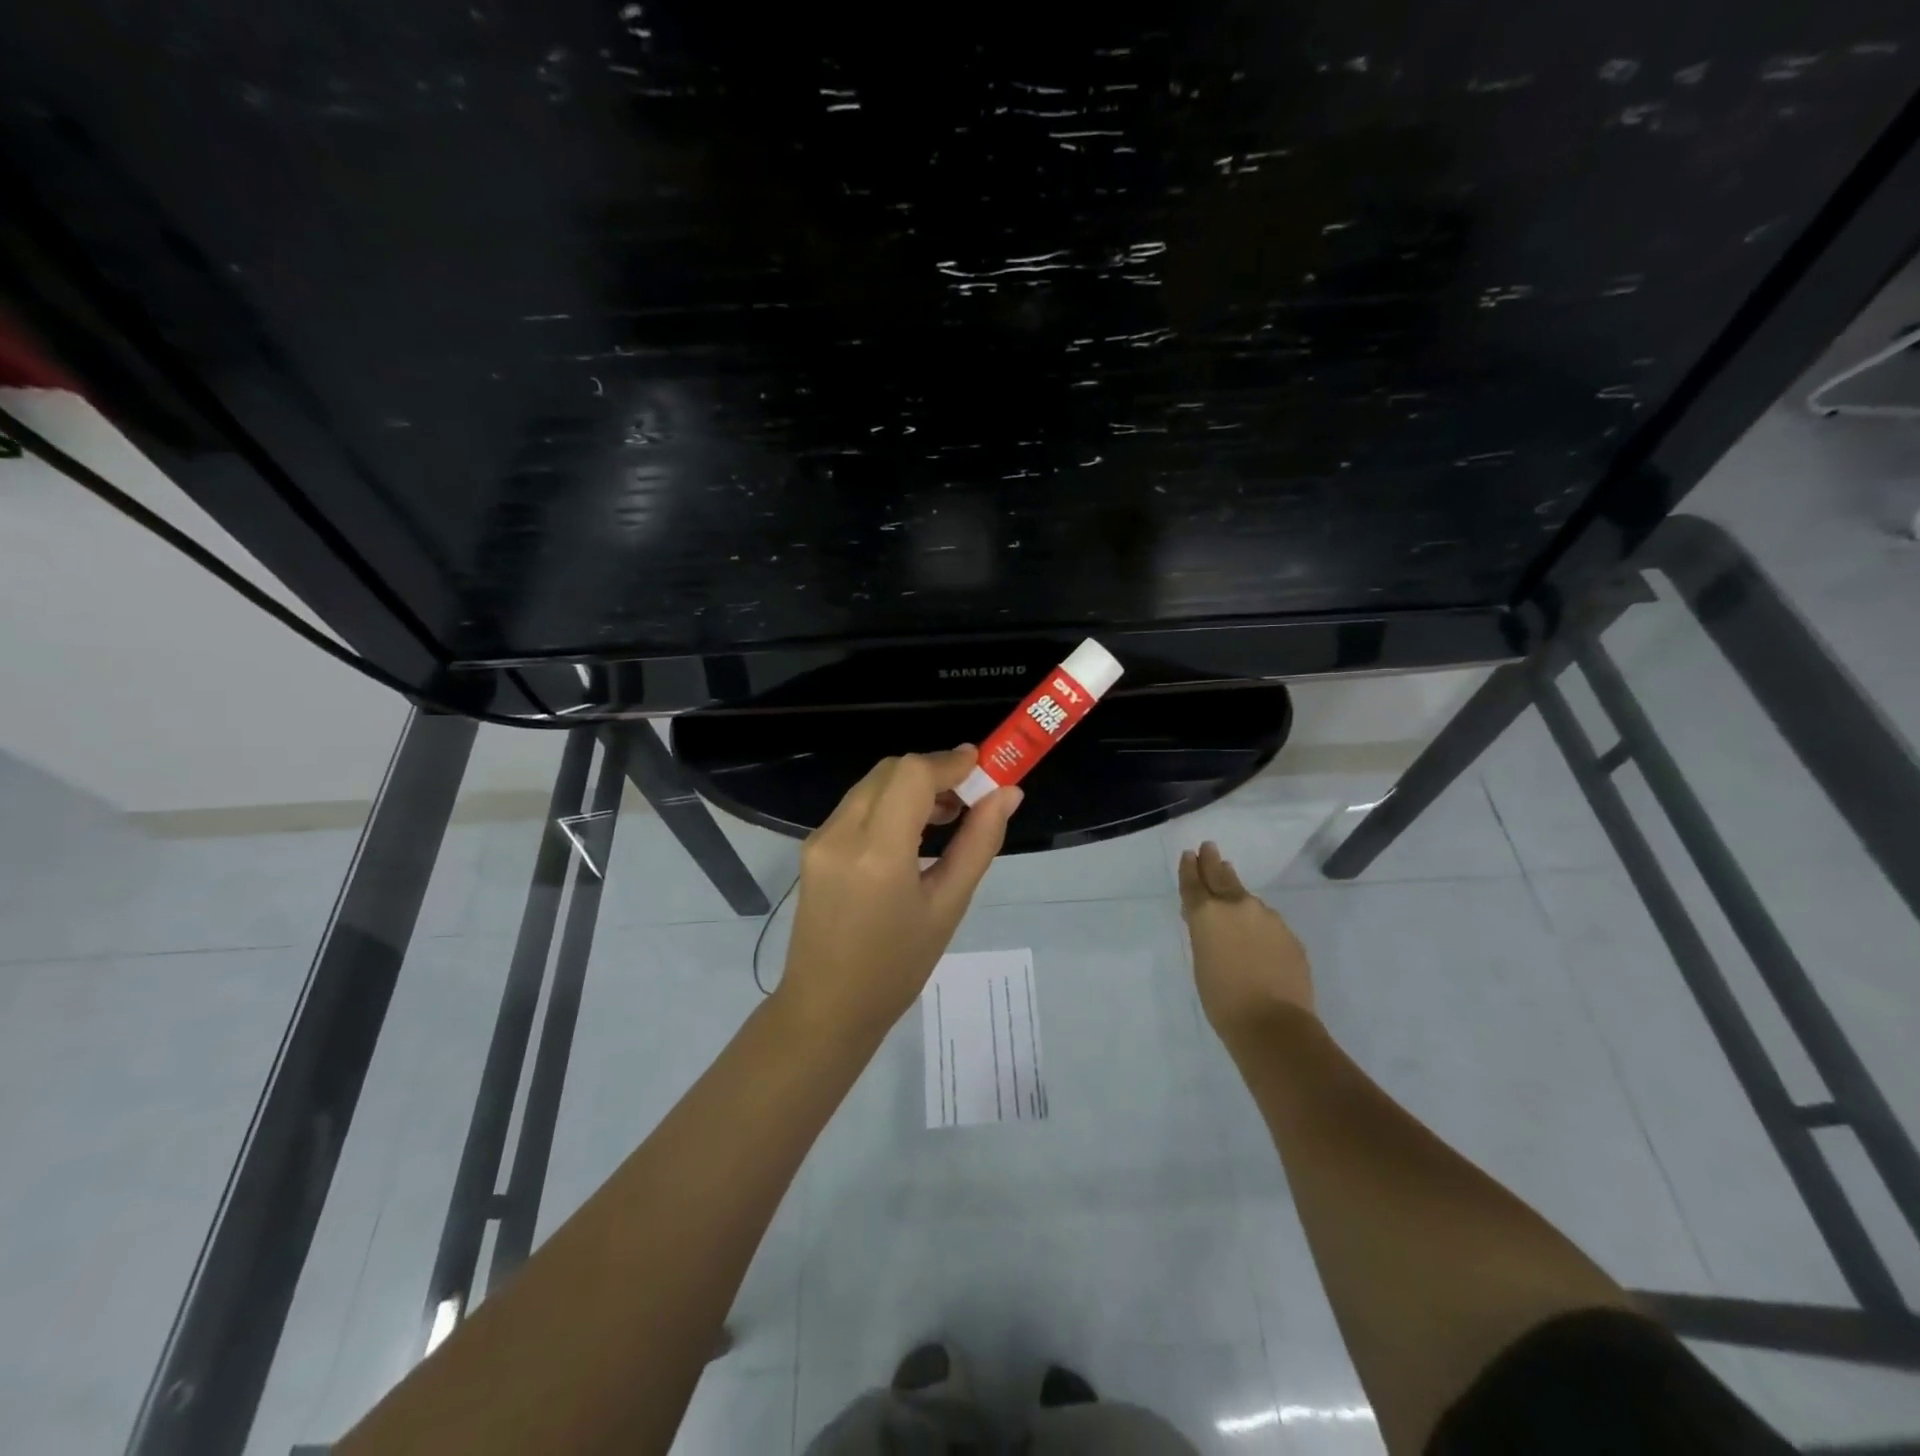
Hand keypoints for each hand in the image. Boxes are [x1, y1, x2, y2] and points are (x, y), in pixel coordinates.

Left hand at [777, 747, 1021, 1041]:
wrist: (827, 1008)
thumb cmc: (898, 968)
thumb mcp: (948, 906)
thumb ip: (979, 843)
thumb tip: (1007, 794)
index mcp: (877, 853)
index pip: (912, 774)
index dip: (950, 762)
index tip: (984, 766)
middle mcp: (841, 834)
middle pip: (891, 771)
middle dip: (934, 772)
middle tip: (970, 798)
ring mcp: (820, 838)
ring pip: (872, 784)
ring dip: (911, 786)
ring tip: (946, 818)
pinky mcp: (812, 846)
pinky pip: (857, 805)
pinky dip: (889, 803)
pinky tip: (912, 834)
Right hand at [1178, 841, 1314, 1042]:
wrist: (1273, 1025)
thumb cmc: (1222, 999)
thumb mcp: (1201, 961)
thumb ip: (1204, 933)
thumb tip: (1210, 920)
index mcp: (1208, 913)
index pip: (1194, 883)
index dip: (1189, 868)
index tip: (1189, 854)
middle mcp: (1238, 906)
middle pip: (1222, 877)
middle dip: (1213, 862)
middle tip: (1209, 847)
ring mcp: (1268, 918)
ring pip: (1247, 900)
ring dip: (1237, 893)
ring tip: (1231, 887)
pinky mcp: (1289, 935)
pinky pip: (1268, 922)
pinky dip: (1258, 922)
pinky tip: (1256, 935)